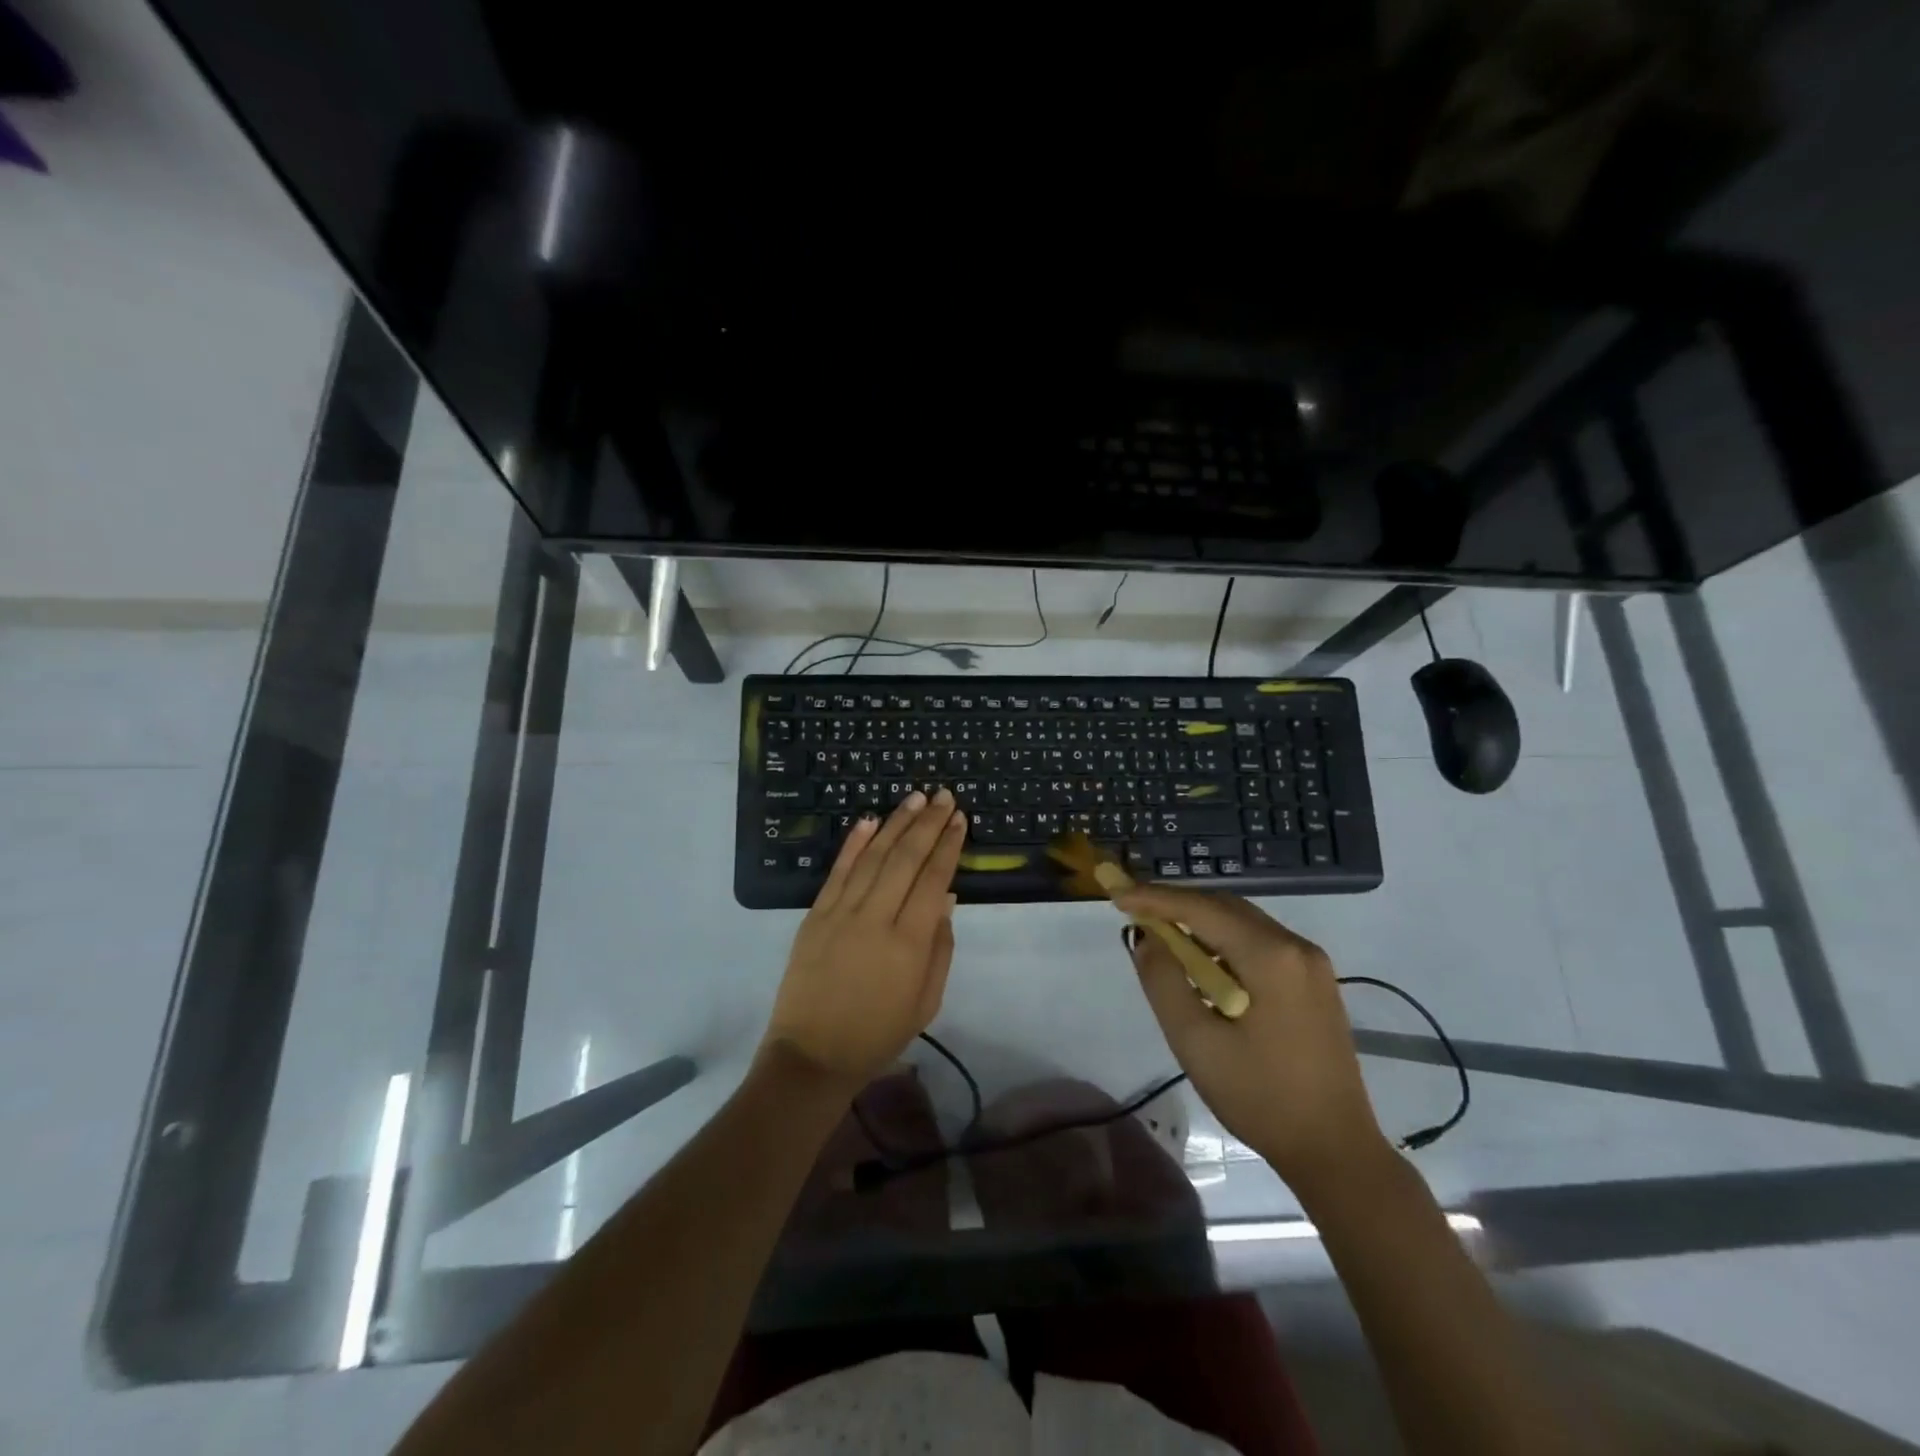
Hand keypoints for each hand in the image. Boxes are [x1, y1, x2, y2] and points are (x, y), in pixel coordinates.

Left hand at [763, 790, 967, 1090]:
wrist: (812, 1054)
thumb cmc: (879, 1033)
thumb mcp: (926, 1001)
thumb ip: (940, 947)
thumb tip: (946, 898)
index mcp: (909, 942)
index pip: (933, 879)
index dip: (948, 846)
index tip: (960, 819)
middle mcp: (875, 918)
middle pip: (905, 858)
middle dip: (928, 824)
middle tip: (943, 796)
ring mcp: (841, 913)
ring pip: (873, 856)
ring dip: (895, 823)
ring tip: (915, 799)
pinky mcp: (815, 915)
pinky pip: (838, 871)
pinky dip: (854, 843)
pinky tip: (868, 820)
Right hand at [1115, 885, 1389, 1192]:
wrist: (1334, 1150)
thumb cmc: (1260, 1097)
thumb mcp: (1196, 1041)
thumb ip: (1163, 981)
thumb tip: (1146, 938)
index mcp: (1270, 956)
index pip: (1201, 908)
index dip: (1155, 897)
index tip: (1117, 894)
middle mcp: (1296, 946)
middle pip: (1225, 907)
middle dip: (1177, 904)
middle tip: (1134, 909)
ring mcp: (1312, 964)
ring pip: (1244, 923)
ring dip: (1200, 923)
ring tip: (1160, 935)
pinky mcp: (1315, 983)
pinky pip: (1261, 944)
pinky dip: (1224, 943)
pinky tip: (1202, 964)